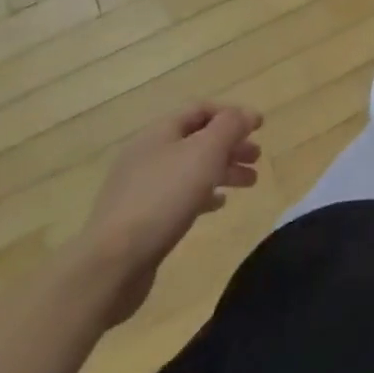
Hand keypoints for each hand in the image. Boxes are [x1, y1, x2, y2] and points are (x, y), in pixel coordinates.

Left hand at [80, 105, 263, 325]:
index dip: (232, 114)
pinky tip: (218, 205)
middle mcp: (148, 154)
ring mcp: (141, 187)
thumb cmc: (164, 197)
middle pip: (197, 139)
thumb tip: (247, 114)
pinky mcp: (140, 218)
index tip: (260, 126)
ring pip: (191, 168)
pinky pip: (179, 196)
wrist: (112, 263)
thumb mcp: (205, 152)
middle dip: (231, 145)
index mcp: (159, 132)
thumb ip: (230, 127)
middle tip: (257, 158)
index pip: (201, 109)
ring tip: (249, 182)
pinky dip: (203, 194)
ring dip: (223, 170)